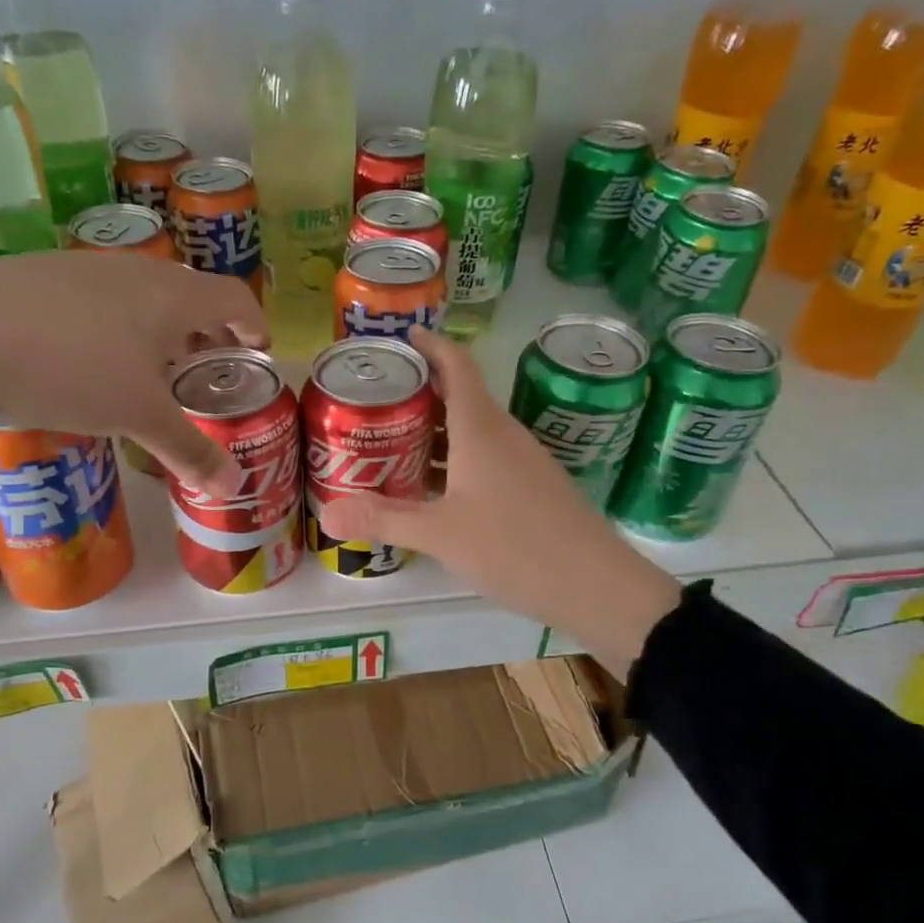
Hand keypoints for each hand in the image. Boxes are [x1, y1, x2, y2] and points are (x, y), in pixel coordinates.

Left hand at [0, 254, 266, 494]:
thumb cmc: (70, 367)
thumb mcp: (136, 416)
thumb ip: (188, 450)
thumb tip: (234, 487)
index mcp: (172, 296)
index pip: (234, 297)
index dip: (254, 323)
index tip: (259, 350)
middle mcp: (136, 272)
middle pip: (190, 296)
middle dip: (207, 334)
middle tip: (206, 372)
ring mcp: (87, 268)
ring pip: (143, 297)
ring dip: (161, 332)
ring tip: (152, 373)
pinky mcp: (44, 276)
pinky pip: (102, 300)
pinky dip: (118, 328)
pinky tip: (93, 361)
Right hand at [318, 327, 680, 672]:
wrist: (596, 585)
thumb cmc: (514, 547)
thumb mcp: (440, 534)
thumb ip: (384, 519)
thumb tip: (327, 513)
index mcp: (481, 429)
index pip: (456, 366)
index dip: (431, 345)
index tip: (402, 337)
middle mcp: (504, 435)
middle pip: (461, 396)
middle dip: (420, 393)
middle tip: (376, 402)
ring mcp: (524, 461)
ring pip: (473, 431)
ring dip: (436, 431)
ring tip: (394, 443)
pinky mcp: (534, 488)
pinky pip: (487, 458)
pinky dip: (456, 460)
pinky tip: (435, 490)